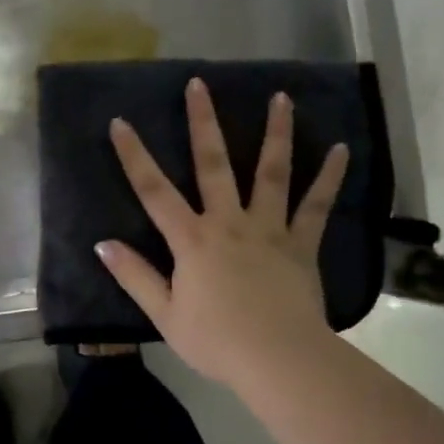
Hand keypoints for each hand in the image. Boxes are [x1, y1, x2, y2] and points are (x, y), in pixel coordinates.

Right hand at [97, 78, 348, 386]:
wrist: (277, 359)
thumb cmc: (216, 341)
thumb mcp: (165, 314)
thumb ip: (135, 276)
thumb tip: (103, 245)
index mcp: (192, 239)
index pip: (154, 191)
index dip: (134, 156)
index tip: (120, 122)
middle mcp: (228, 222)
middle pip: (212, 164)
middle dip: (203, 122)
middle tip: (200, 84)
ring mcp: (268, 228)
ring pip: (270, 172)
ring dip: (275, 133)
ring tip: (281, 97)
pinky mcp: (300, 243)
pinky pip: (316, 205)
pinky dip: (328, 177)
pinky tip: (340, 149)